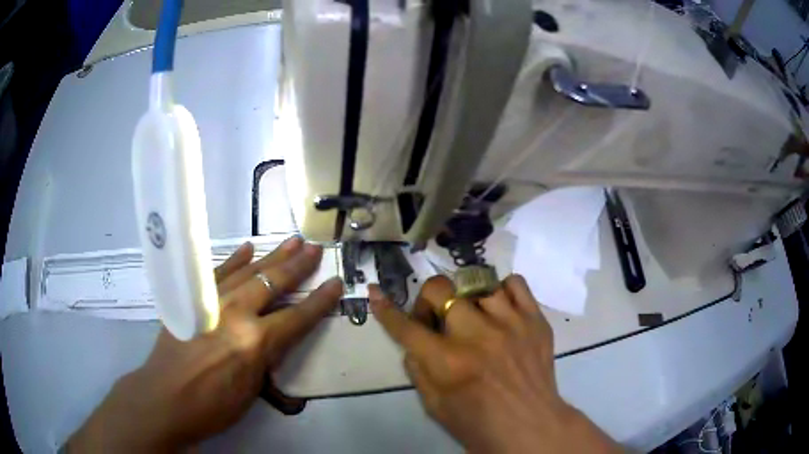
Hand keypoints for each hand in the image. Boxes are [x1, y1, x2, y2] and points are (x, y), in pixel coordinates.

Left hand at [66, 237, 342, 451]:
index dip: (320, 301)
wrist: (165, 397)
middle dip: (298, 266)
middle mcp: (236, 314)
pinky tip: (247, 248)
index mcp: (255, 342)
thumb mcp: (251, 390)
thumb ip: (266, 357)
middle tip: (315, 248)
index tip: (336, 283)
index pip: (297, 317)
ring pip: (248, 271)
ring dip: (272, 256)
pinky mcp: (194, 298)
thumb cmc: (213, 405)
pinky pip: (218, 273)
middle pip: (273, 283)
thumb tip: (275, 337)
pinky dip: (234, 260)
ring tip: (291, 241)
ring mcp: (212, 301)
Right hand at [369, 275, 620, 453]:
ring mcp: (511, 323)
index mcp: (448, 362)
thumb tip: (412, 340)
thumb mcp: (432, 405)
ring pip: (477, 282)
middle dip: (430, 302)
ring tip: (473, 316)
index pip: (405, 326)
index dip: (386, 309)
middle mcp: (478, 335)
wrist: (529, 426)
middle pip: (441, 289)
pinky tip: (500, 310)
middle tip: (437, 319)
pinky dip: (502, 291)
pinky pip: (515, 283)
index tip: (375, 292)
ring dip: (467, 298)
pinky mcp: (535, 319)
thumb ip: (416, 368)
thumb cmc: (477, 423)